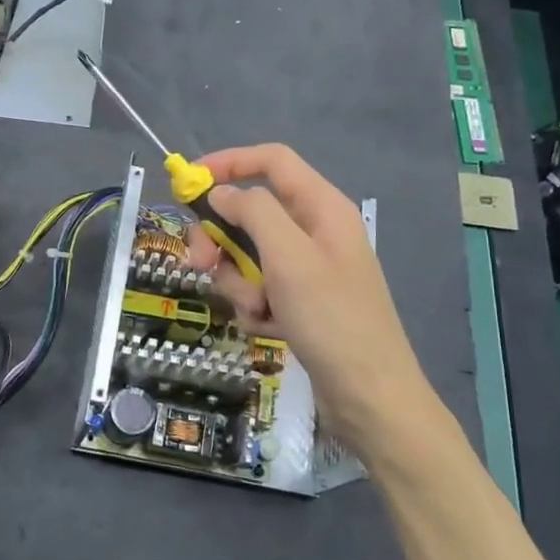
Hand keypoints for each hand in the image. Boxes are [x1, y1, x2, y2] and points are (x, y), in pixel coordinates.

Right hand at [186, 144, 445, 463]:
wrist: (371, 398)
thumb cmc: (332, 320)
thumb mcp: (290, 258)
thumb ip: (254, 213)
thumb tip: (222, 193)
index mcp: (322, 207)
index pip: (271, 161)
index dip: (229, 162)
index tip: (189, 181)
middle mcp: (315, 231)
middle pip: (251, 212)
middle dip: (222, 238)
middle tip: (200, 263)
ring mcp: (308, 269)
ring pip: (249, 256)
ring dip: (240, 282)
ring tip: (258, 311)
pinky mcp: (300, 302)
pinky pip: (259, 289)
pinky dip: (256, 308)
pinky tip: (270, 329)